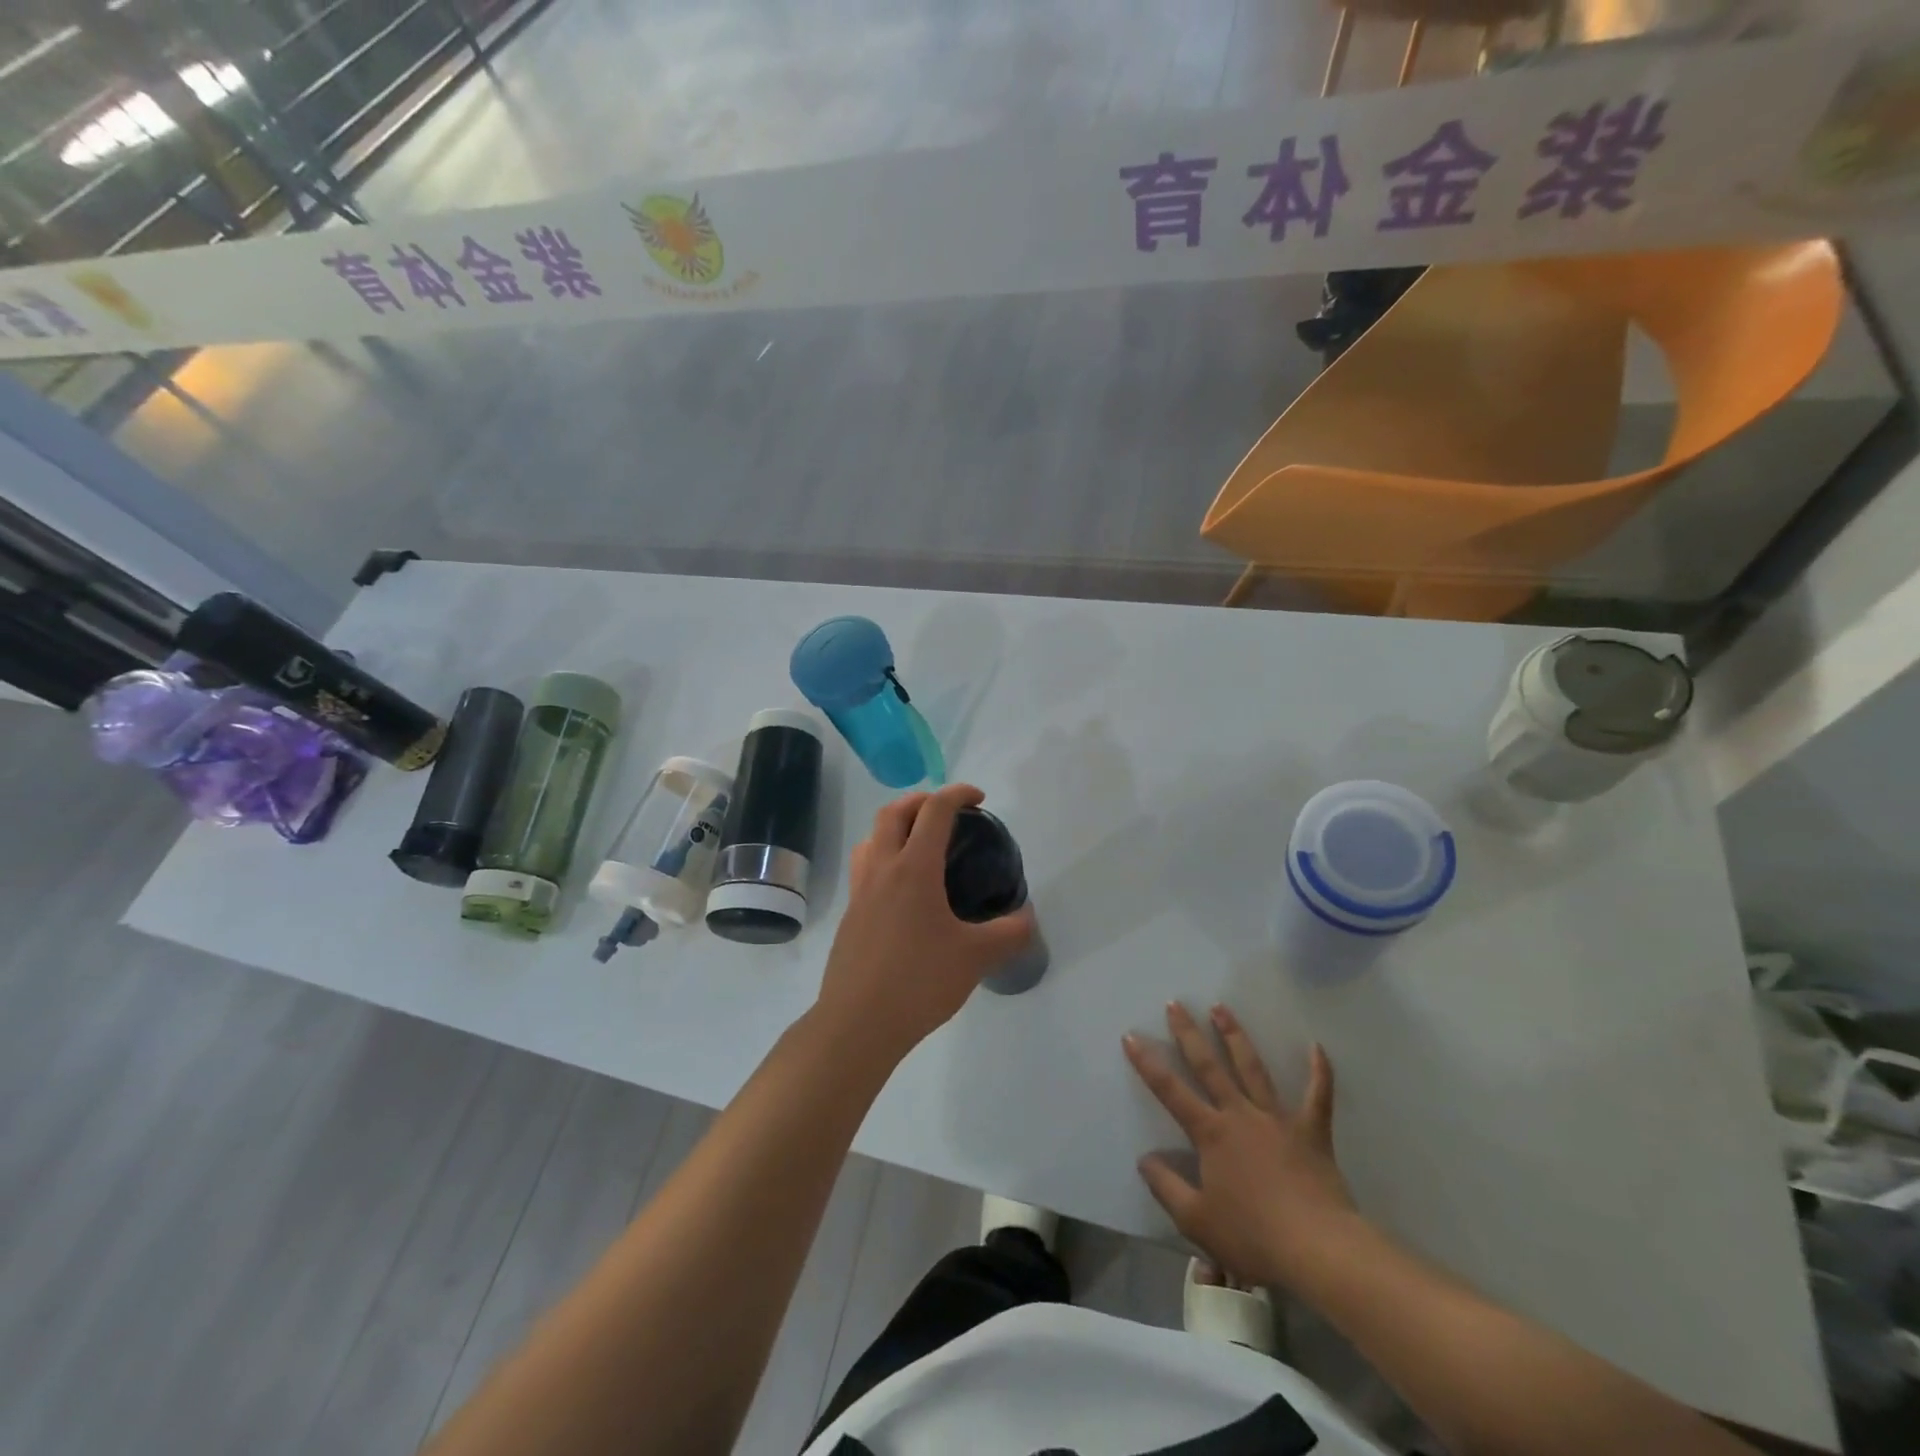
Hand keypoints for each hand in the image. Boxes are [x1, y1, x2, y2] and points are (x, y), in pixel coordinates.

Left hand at [815, 784, 1036, 1063]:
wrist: (858, 1023)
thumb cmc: (919, 982)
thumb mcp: (976, 958)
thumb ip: (1009, 933)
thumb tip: (1026, 918)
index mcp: (914, 869)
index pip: (934, 811)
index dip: (957, 794)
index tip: (978, 798)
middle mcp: (882, 870)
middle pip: (893, 812)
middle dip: (920, 800)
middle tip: (946, 812)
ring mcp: (860, 892)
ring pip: (871, 838)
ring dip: (895, 826)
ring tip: (919, 843)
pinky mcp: (850, 915)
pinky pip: (864, 867)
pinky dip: (884, 857)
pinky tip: (903, 890)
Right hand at [1124, 1003, 1360, 1290]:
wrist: (1318, 1249)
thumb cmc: (1253, 1236)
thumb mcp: (1196, 1220)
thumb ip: (1166, 1187)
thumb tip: (1144, 1159)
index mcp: (1211, 1134)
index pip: (1170, 1091)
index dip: (1148, 1063)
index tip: (1131, 1035)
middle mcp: (1239, 1115)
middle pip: (1209, 1066)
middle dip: (1189, 1034)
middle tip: (1176, 1003)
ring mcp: (1277, 1119)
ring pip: (1252, 1068)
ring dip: (1235, 1036)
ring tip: (1221, 1007)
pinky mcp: (1311, 1131)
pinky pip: (1317, 1096)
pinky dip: (1319, 1071)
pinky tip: (1316, 1046)